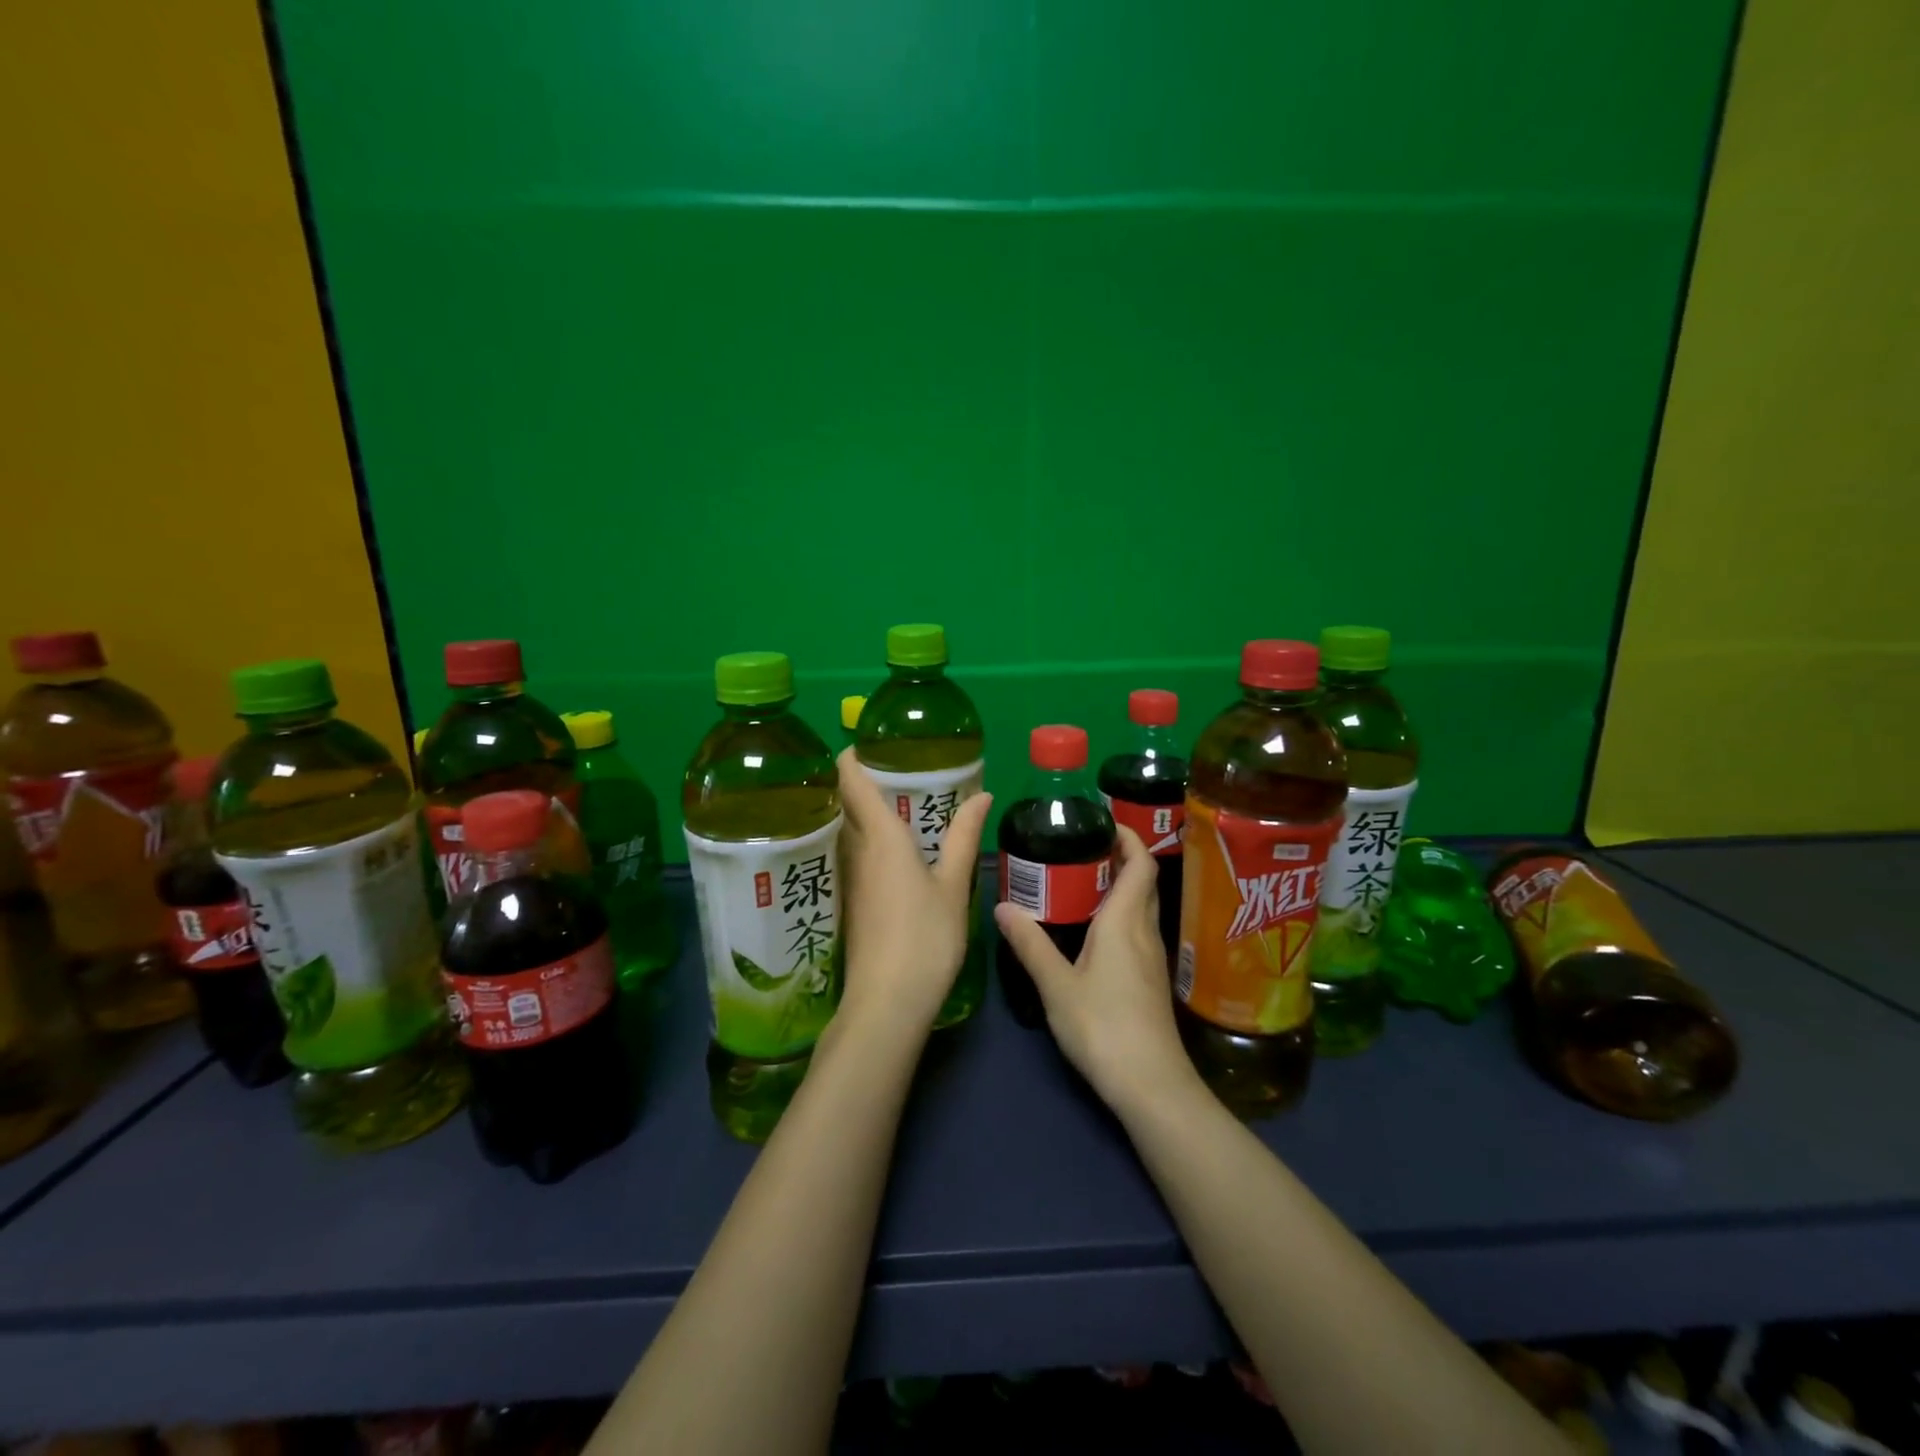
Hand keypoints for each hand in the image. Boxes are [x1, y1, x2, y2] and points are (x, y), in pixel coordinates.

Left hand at [834, 748, 991, 1037]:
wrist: (887, 1002)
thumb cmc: (925, 937)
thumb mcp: (952, 885)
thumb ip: (963, 837)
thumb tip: (981, 794)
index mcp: (881, 837)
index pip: (852, 781)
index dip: (852, 756)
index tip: (867, 740)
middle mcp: (856, 851)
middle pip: (845, 803)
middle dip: (859, 780)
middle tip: (893, 767)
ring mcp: (849, 878)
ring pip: (847, 830)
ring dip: (860, 810)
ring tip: (894, 801)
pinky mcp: (849, 901)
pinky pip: (852, 855)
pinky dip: (865, 840)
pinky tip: (890, 849)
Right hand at [993, 827, 1201, 1117]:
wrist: (1151, 1084)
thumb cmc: (1103, 1027)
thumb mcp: (1056, 985)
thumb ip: (1030, 944)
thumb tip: (1002, 906)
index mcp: (1125, 922)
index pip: (1139, 865)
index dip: (1129, 838)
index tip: (1104, 821)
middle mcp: (1145, 932)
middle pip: (1142, 883)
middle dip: (1121, 858)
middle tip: (1082, 847)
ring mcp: (1153, 958)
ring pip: (1141, 908)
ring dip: (1120, 887)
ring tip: (1081, 881)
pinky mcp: (1151, 981)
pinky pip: (1138, 931)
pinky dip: (1120, 915)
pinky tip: (1092, 931)